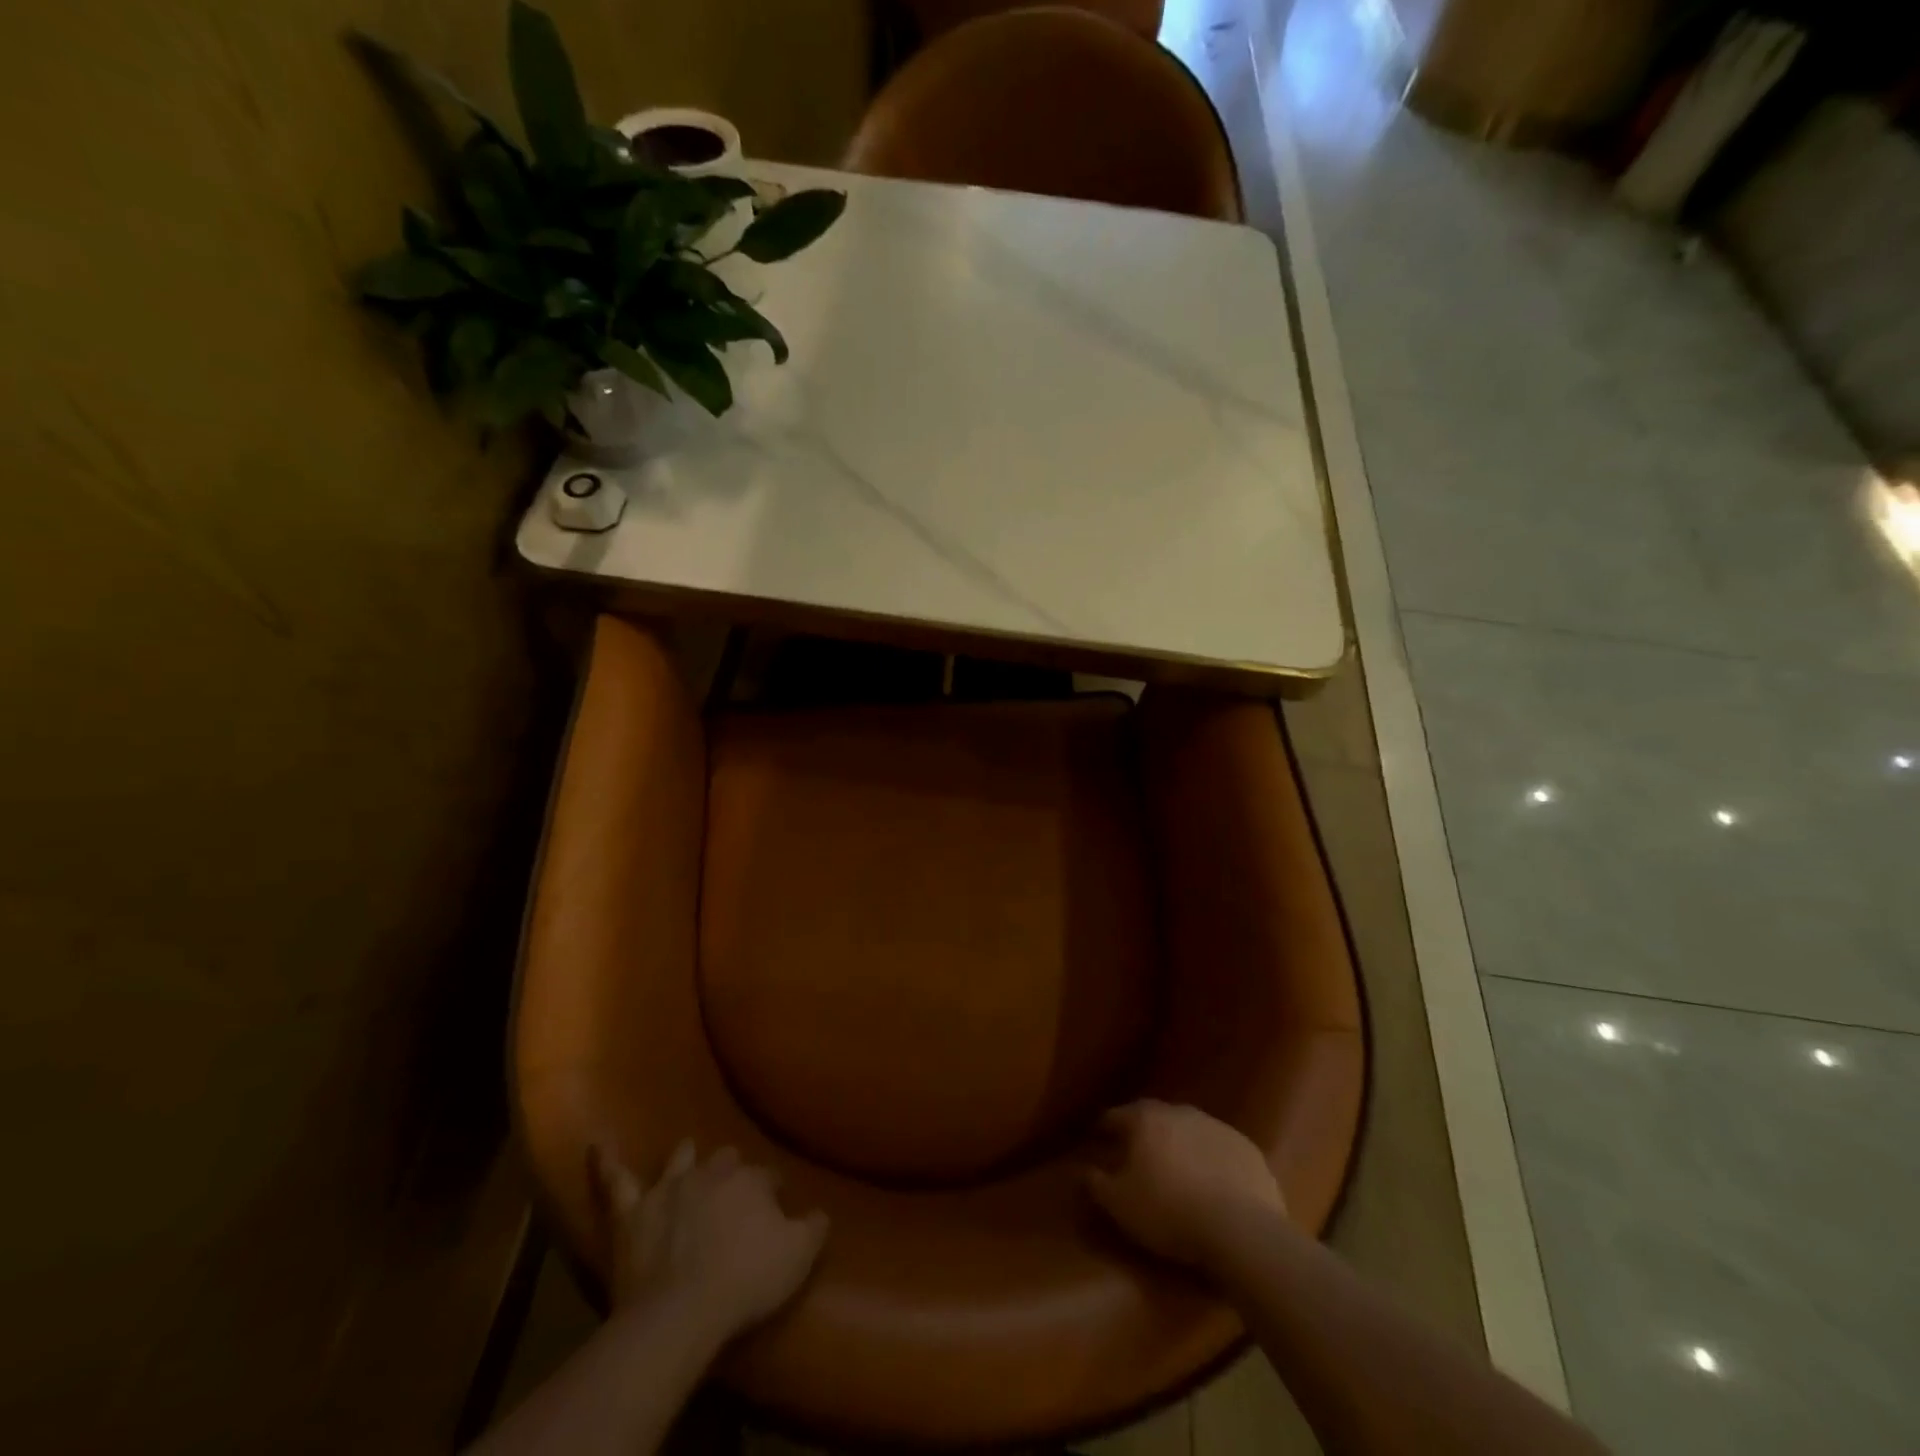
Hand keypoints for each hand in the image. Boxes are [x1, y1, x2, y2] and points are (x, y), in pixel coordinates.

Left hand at [592, 1140, 828, 1344]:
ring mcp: (669, 1189)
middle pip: (726, 1161)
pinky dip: (607, 1162)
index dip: (772, 1191)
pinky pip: (616, 1181)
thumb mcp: (798, 1257)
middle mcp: (711, 1173)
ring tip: (689, 1154)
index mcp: (751, 1182)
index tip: (777, 1205)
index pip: (768, 1177)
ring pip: (681, 1159)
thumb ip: (813, 1228)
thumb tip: (820, 1212)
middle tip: (734, 1189)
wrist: (680, 1313)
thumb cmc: (745, 1283)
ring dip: (687, 1158)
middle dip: (731, 1170)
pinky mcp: (632, 1213)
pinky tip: (597, 1144)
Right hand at [1084, 1100, 1285, 1267]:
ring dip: (1181, 1144)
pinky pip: (1220, 1150)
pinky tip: (1213, 1184)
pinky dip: (1212, 1160)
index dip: (1105, 1128)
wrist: (1240, 1229)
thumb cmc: (1169, 1212)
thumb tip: (1084, 1171)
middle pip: (1155, 1117)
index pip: (1116, 1116)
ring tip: (1178, 1170)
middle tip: (1138, 1154)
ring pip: (1190, 1130)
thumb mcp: (1120, 1204)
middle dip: (1145, 1132)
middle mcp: (1180, 1112)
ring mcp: (1217, 1127)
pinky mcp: (1247, 1149)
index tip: (1098, 1138)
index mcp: (1146, 1119)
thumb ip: (1097, 1183)